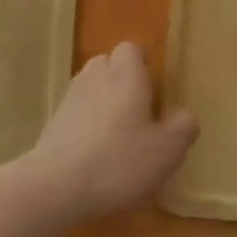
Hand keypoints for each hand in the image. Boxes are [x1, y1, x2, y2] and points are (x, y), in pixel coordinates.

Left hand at [27, 42, 197, 222]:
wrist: (55, 187)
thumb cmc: (119, 161)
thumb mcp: (167, 149)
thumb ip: (183, 126)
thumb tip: (184, 114)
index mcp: (126, 76)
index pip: (131, 49)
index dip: (142, 63)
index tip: (154, 86)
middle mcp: (95, 78)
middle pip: (107, 64)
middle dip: (122, 79)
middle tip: (139, 108)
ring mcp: (69, 100)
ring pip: (90, 88)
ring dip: (103, 101)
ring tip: (119, 132)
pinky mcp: (52, 125)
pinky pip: (76, 113)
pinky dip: (86, 124)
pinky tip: (96, 153)